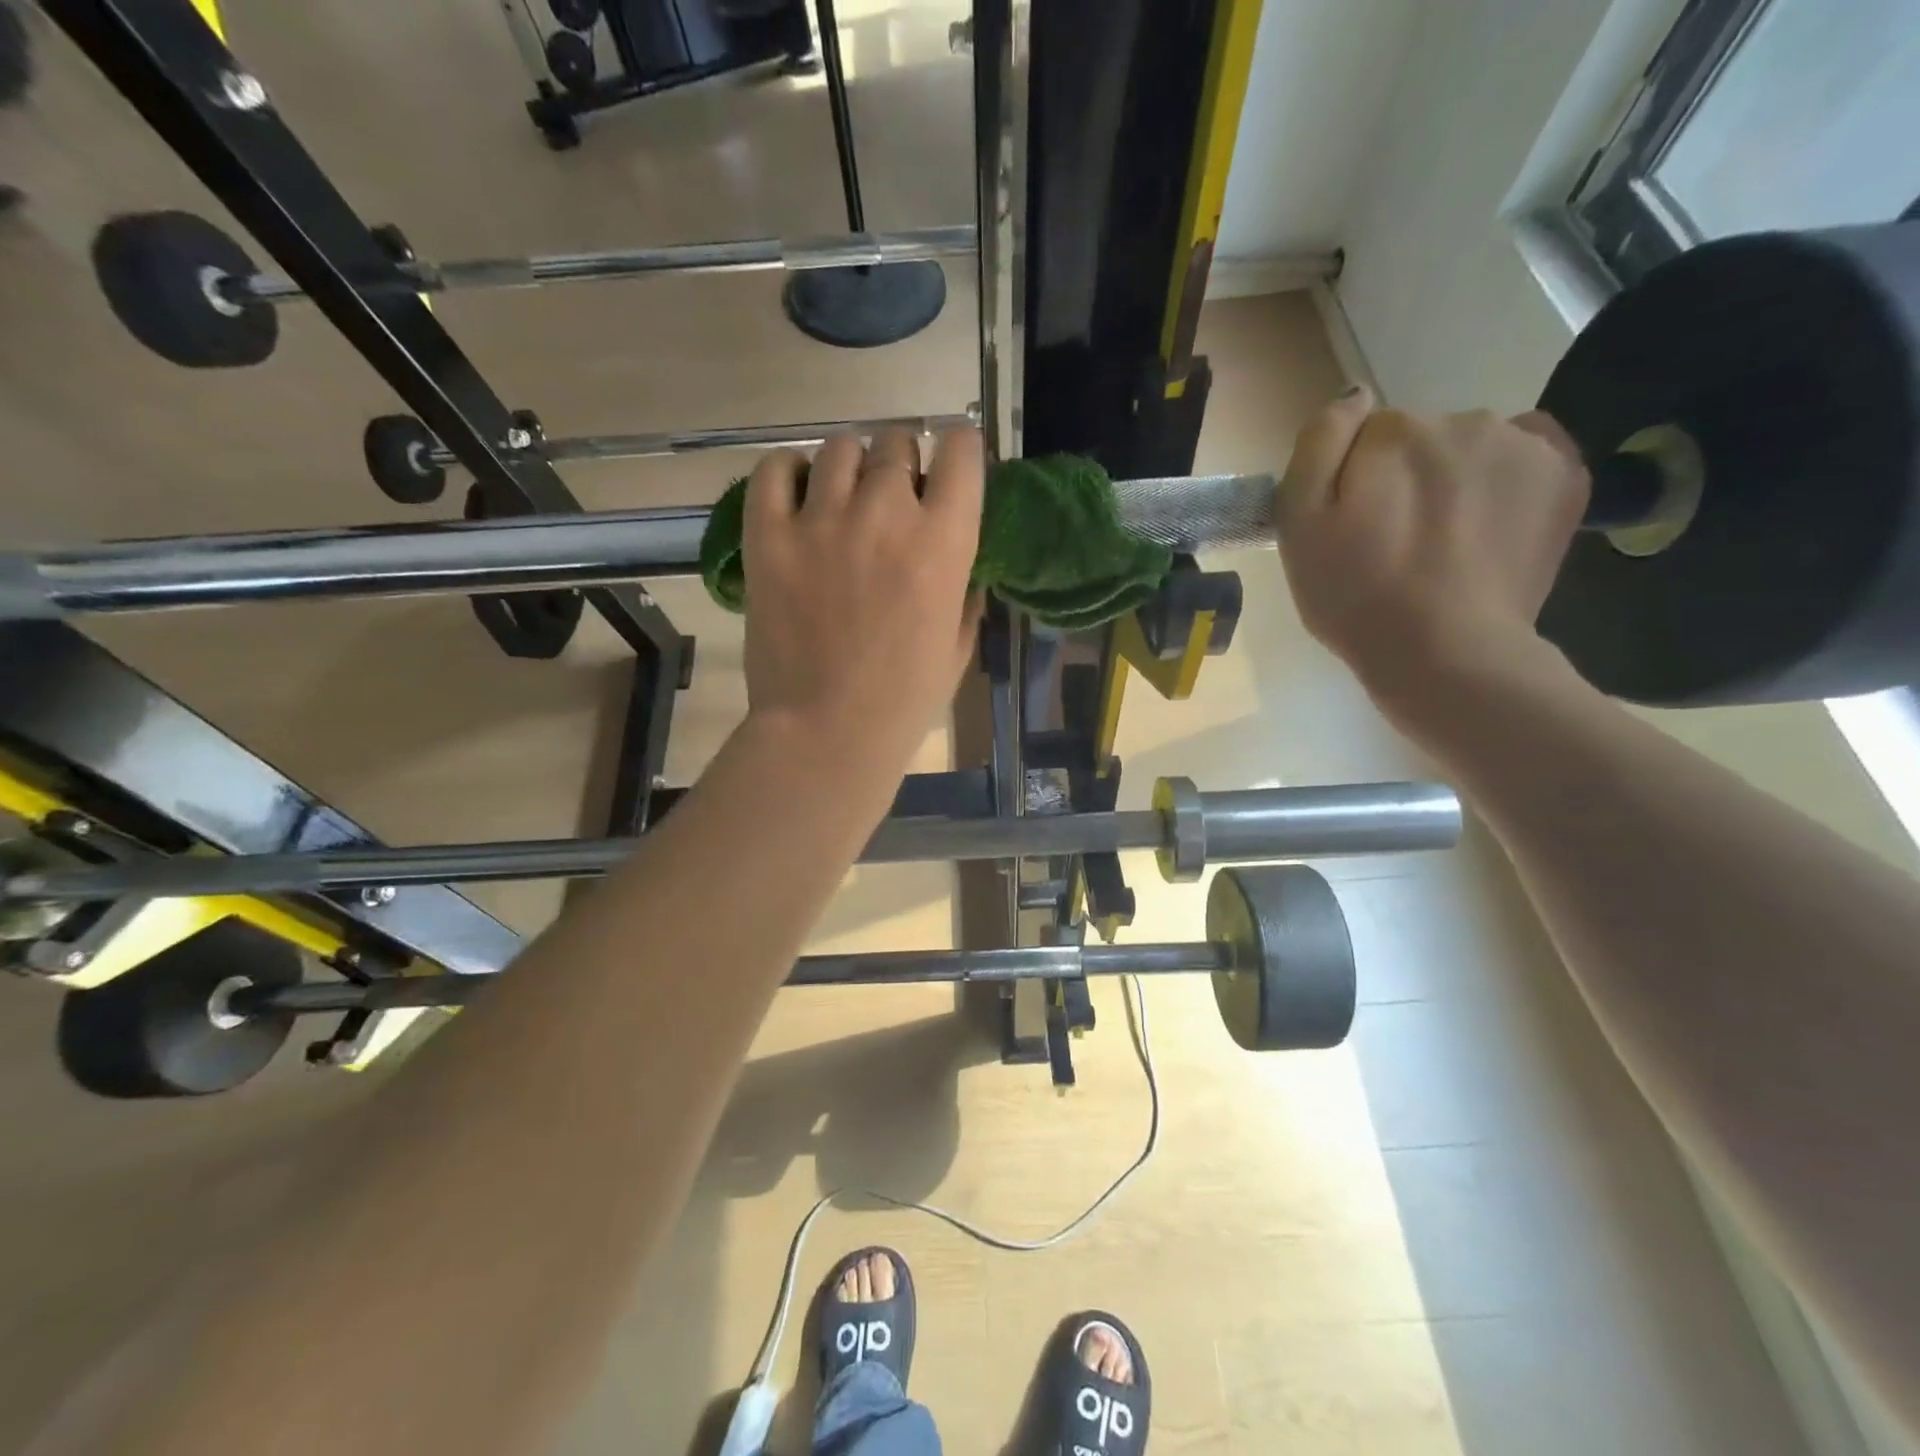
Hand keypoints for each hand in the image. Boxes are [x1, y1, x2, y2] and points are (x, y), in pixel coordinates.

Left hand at [741, 426, 984, 767]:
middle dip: (902, 463)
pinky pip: (774, 470)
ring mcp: (821, 521)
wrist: (826, 733)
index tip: (952, 468)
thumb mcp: (959, 646)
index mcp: (943, 543)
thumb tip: (960, 559)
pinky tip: (797, 495)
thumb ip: (965, 590)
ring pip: (840, 448)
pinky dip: (788, 473)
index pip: (962, 450)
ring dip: (850, 466)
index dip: (960, 450)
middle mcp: (885, 514)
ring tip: (842, 499)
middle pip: (897, 441)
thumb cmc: (904, 700)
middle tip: (892, 499)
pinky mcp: (768, 536)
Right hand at [1275, 388, 1590, 727]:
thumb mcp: (1298, 524)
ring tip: (1443, 544)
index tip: (1351, 528)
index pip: (1363, 437)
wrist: (1445, 652)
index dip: (1351, 482)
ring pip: (1471, 446)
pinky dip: (1507, 478)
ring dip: (1454, 479)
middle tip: (1394, 543)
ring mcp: (1525, 445)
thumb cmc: (1355, 595)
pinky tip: (1488, 524)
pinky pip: (1528, 454)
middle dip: (1403, 477)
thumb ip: (1317, 445)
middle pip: (1419, 439)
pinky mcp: (1568, 477)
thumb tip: (1354, 396)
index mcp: (1396, 431)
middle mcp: (1466, 420)